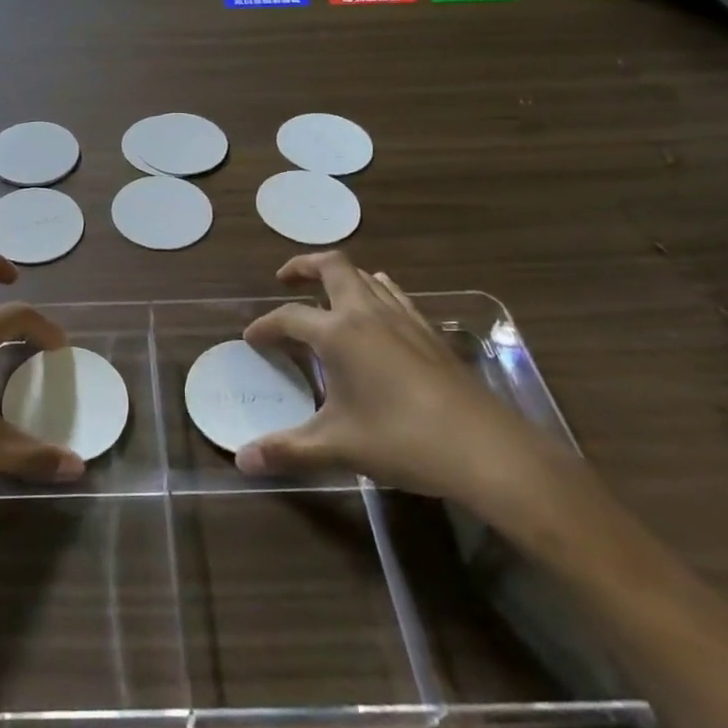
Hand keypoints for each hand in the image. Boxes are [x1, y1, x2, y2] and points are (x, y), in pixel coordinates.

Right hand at [237, 252, 552, 510]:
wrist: (485, 448)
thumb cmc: (401, 440)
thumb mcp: (337, 446)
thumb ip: (287, 449)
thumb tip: (243, 461)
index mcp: (338, 333)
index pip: (289, 316)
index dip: (265, 326)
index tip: (252, 338)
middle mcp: (367, 313)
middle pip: (332, 267)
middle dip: (304, 266)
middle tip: (285, 279)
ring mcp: (404, 318)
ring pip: (367, 277)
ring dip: (341, 278)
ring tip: (327, 295)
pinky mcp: (431, 332)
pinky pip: (395, 295)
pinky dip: (376, 292)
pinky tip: (378, 313)